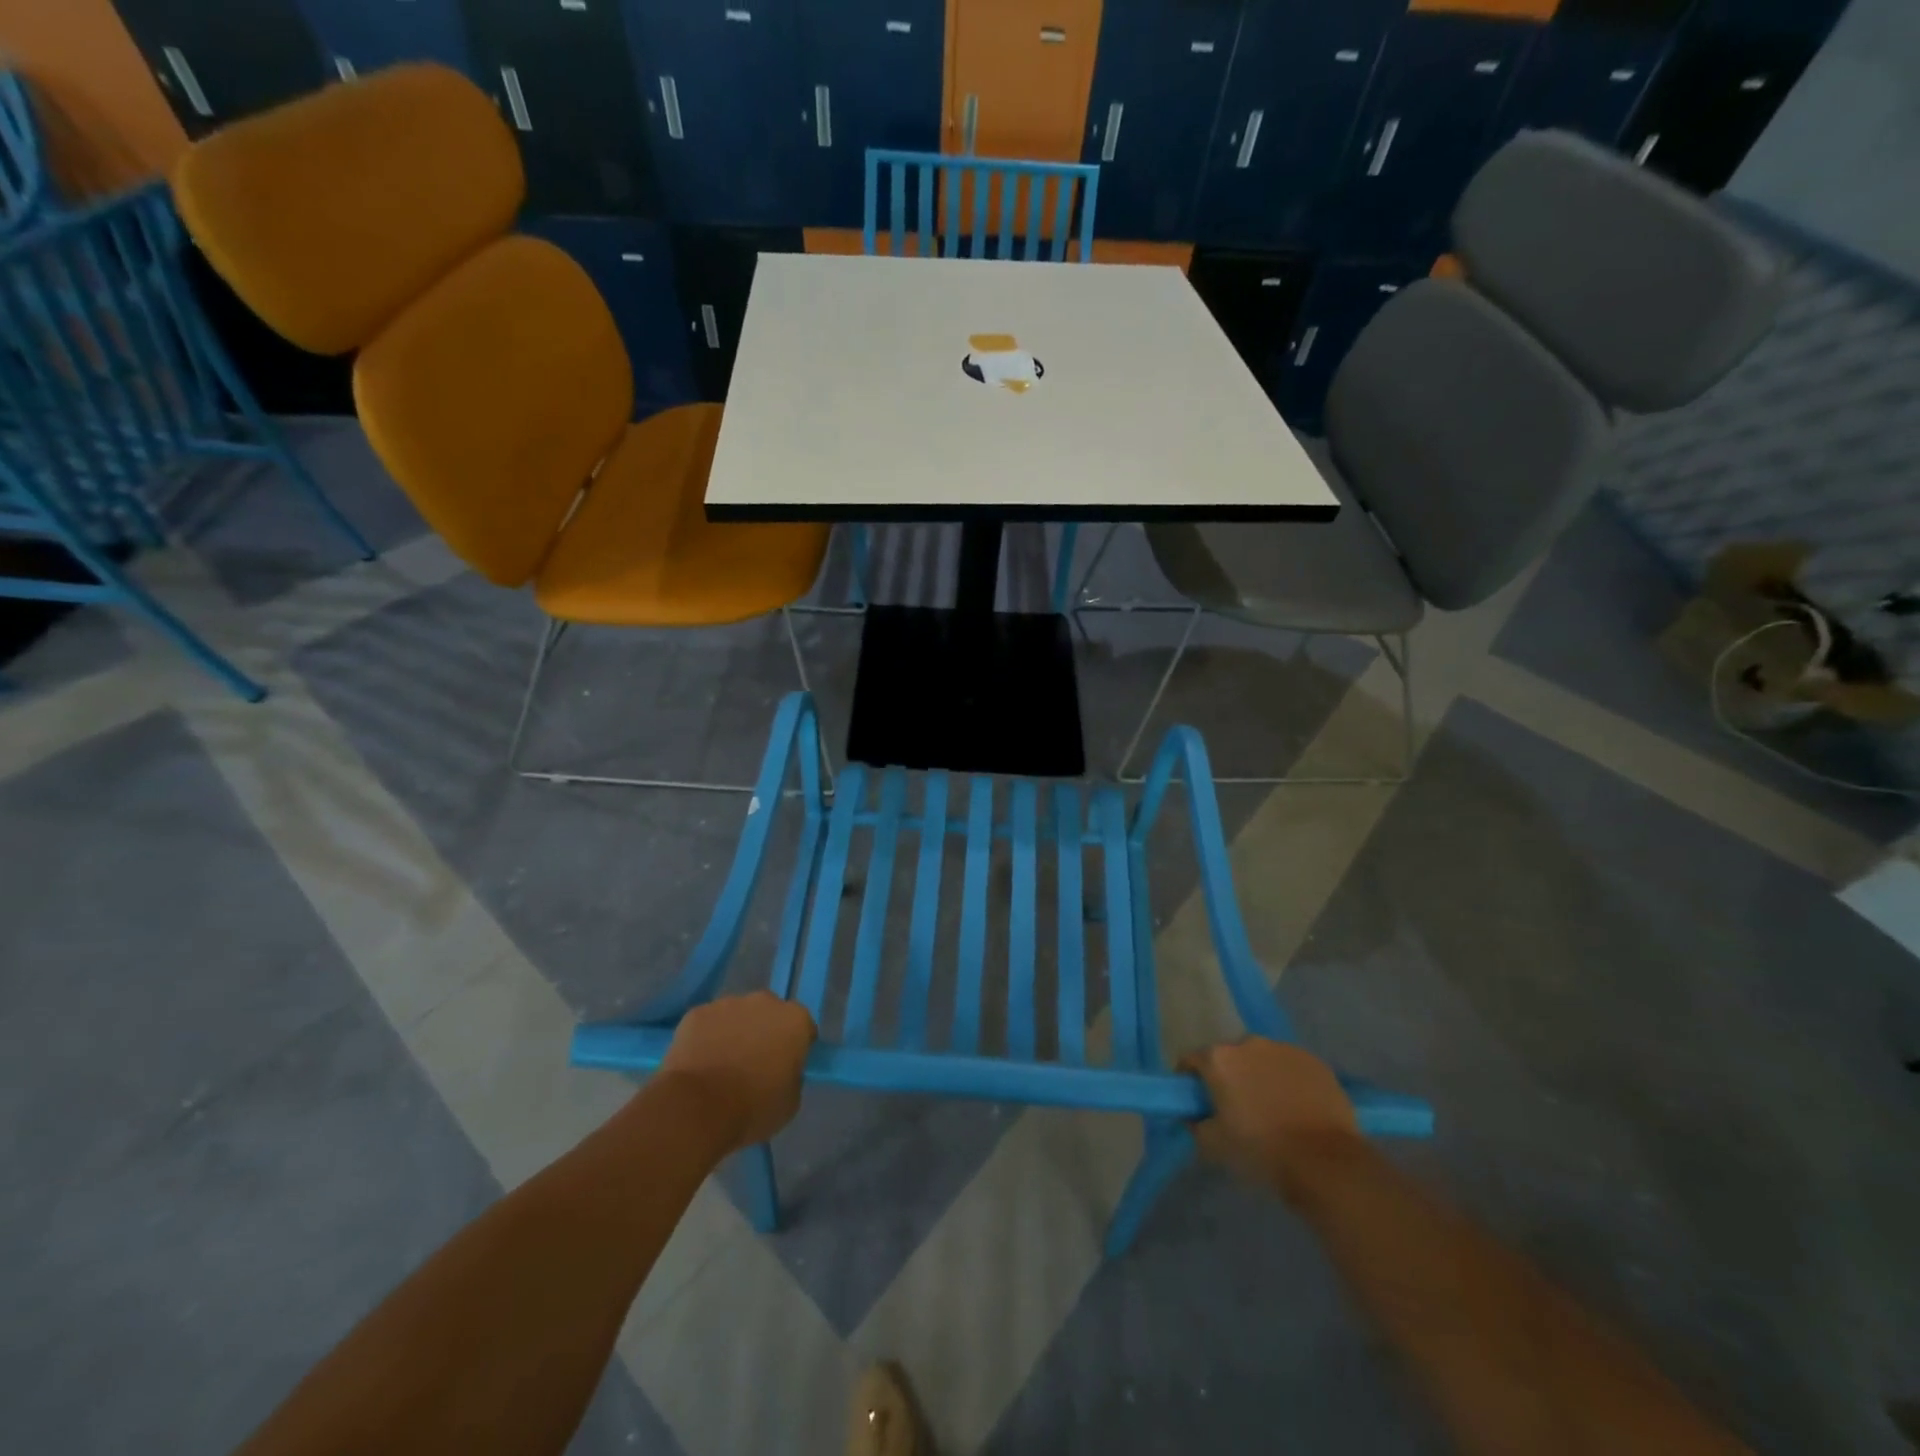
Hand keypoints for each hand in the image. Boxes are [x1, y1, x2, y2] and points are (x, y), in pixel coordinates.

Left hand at [658, 992, 816, 1152]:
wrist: (696, 1109)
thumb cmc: (753, 1108)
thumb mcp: (790, 1101)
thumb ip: (792, 1075)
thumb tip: (782, 1069)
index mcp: (795, 1020)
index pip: (803, 1028)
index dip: (795, 1047)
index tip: (786, 1067)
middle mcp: (765, 1002)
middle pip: (770, 1014)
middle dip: (765, 1032)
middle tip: (754, 1064)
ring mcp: (728, 1003)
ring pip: (737, 1016)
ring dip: (735, 1032)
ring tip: (722, 1065)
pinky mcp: (696, 1013)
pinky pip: (708, 1023)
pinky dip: (706, 1037)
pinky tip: (699, 1063)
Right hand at [1180, 1037, 1360, 1200]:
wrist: (1324, 1162)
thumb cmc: (1261, 1150)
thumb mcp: (1213, 1145)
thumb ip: (1196, 1124)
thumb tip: (1194, 1115)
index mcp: (1219, 1059)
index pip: (1191, 1060)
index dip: (1189, 1079)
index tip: (1196, 1100)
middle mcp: (1248, 1043)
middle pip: (1229, 1057)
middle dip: (1229, 1076)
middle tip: (1236, 1106)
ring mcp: (1284, 1049)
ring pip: (1262, 1060)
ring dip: (1260, 1076)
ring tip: (1271, 1108)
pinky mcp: (1314, 1061)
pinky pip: (1291, 1068)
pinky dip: (1288, 1081)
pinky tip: (1297, 1107)